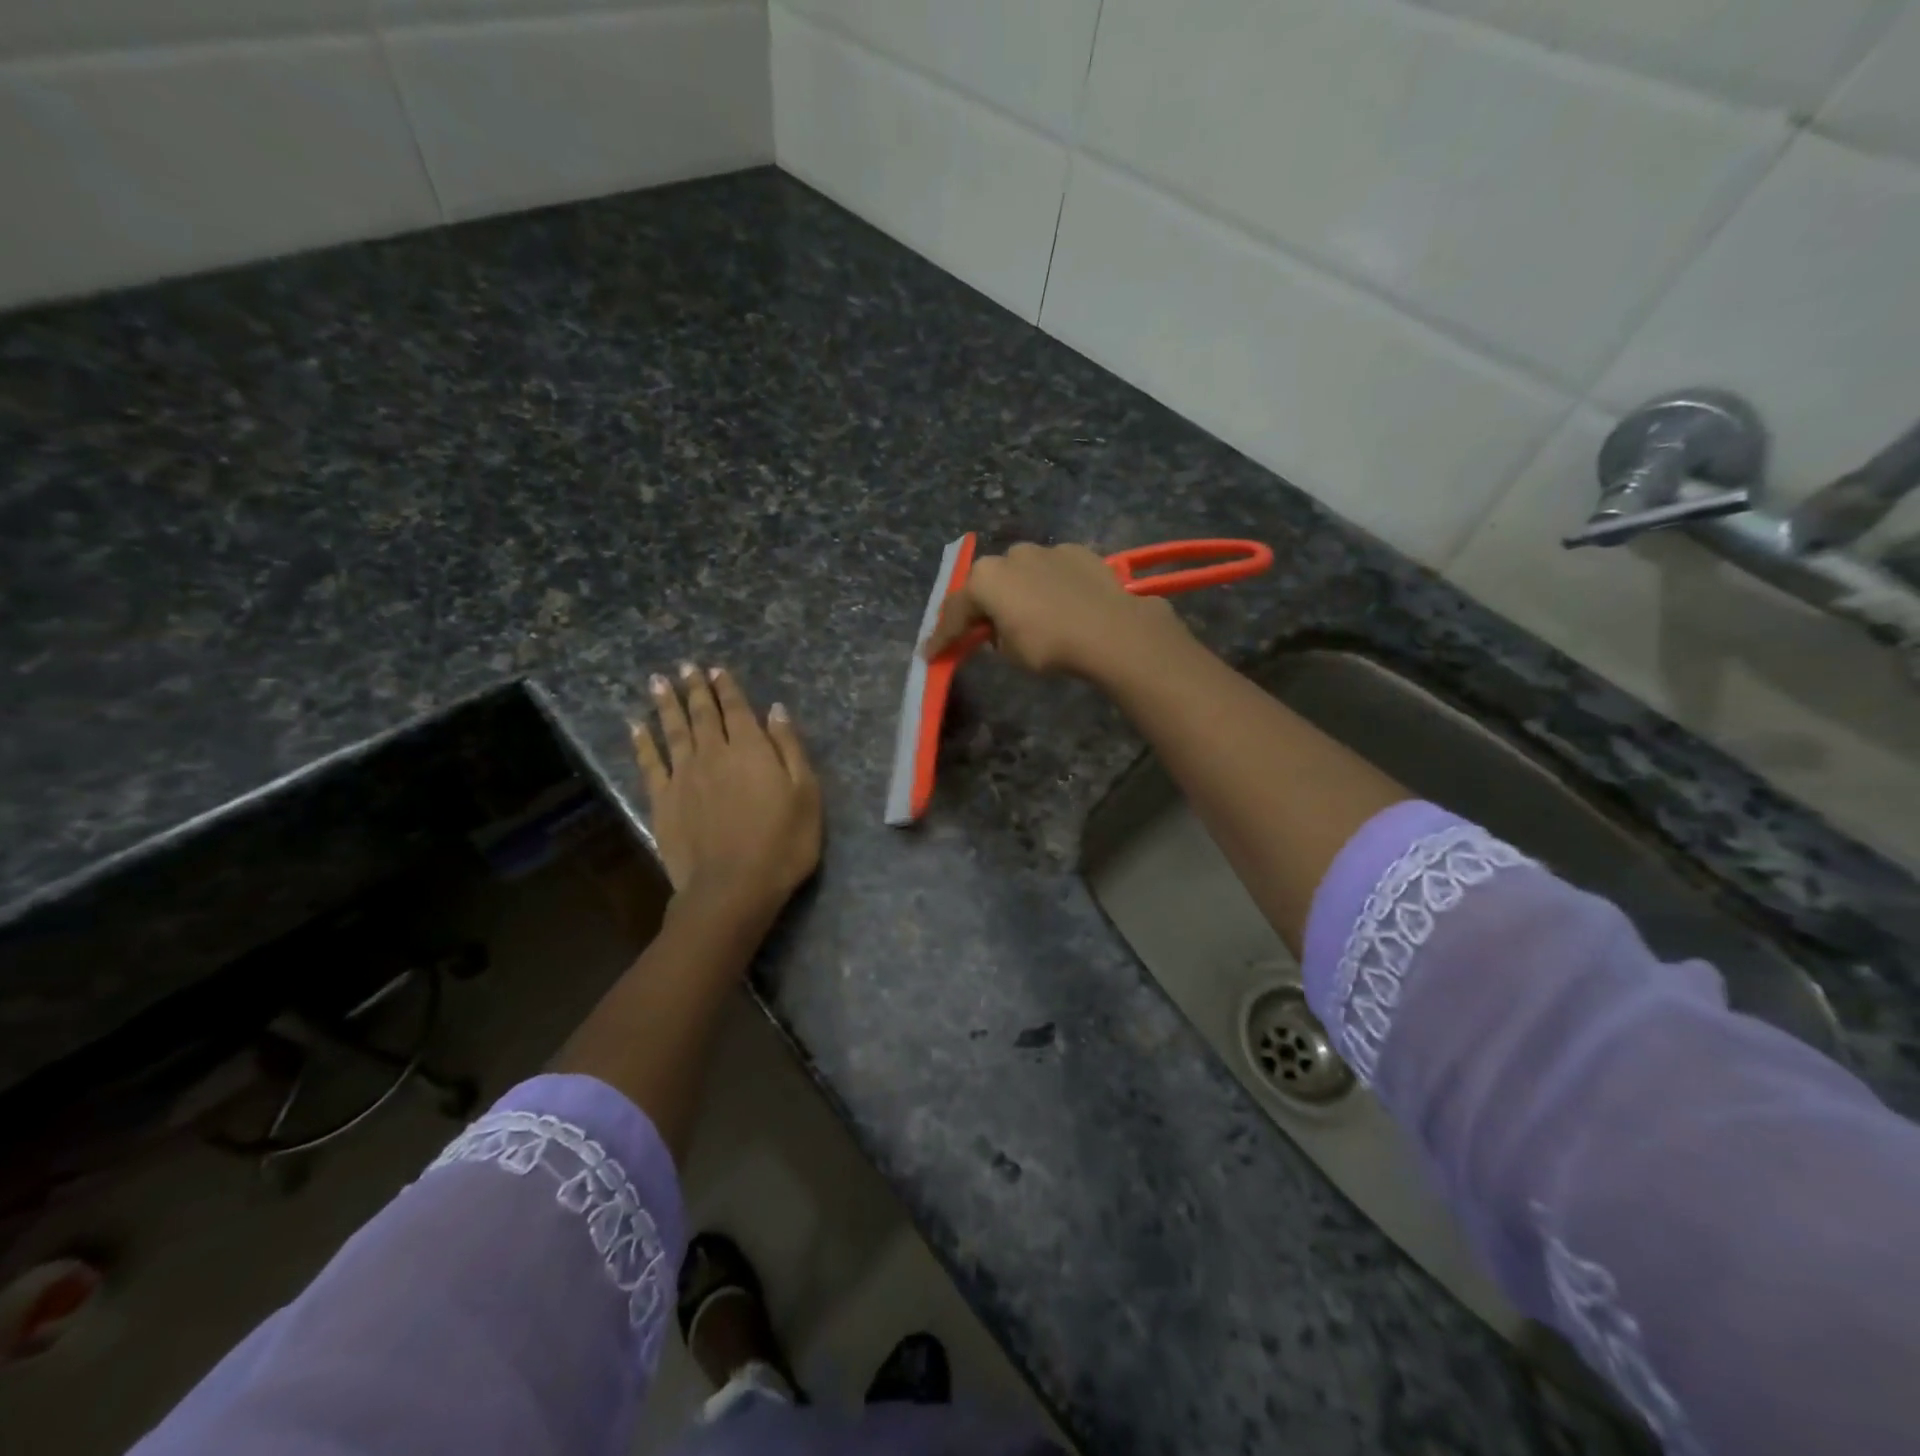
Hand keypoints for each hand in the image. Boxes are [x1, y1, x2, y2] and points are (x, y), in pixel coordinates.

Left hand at [632, 664, 821, 919]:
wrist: (732, 887)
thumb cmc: (782, 843)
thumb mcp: (806, 794)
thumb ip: (789, 748)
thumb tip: (776, 710)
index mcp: (751, 750)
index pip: (738, 710)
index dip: (727, 688)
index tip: (716, 669)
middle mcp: (714, 754)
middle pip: (703, 714)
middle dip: (695, 689)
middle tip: (686, 667)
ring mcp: (684, 777)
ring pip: (673, 731)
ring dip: (666, 705)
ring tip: (658, 682)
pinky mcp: (663, 801)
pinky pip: (650, 763)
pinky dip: (642, 742)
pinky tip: (635, 727)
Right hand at [922, 542, 1188, 678]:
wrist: (1110, 630)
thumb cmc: (1049, 645)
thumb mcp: (1011, 653)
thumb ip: (996, 637)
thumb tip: (1001, 630)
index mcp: (985, 579)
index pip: (955, 612)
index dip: (942, 637)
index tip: (930, 653)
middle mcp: (1010, 555)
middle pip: (988, 584)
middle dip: (982, 606)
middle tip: (982, 630)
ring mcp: (1046, 550)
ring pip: (1022, 572)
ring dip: (1019, 591)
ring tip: (1030, 615)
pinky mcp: (1077, 551)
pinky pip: (1053, 571)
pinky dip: (1050, 585)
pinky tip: (1062, 603)